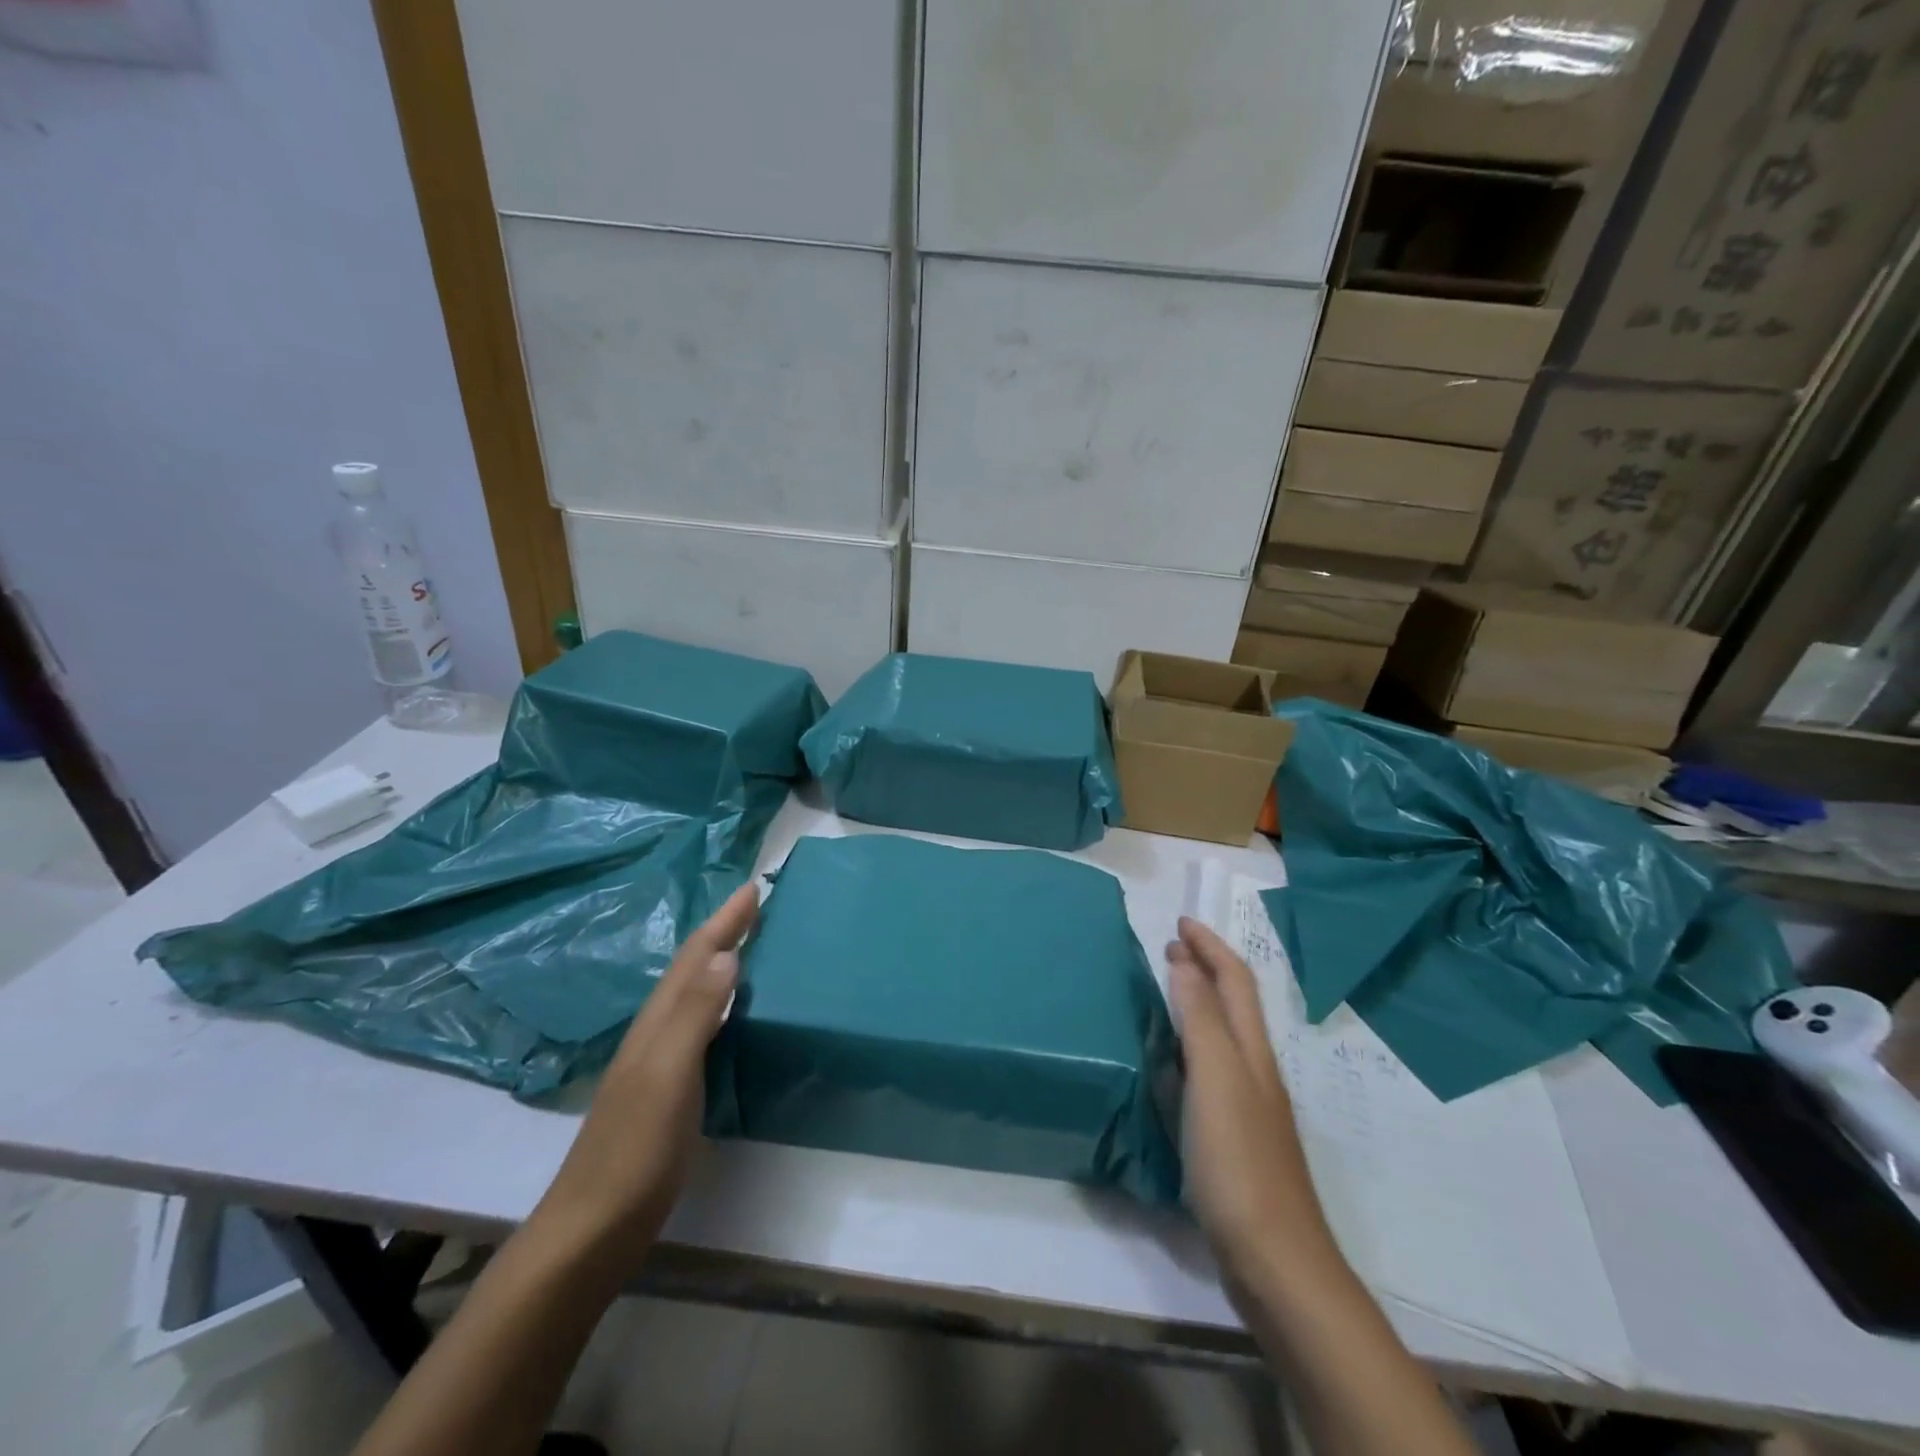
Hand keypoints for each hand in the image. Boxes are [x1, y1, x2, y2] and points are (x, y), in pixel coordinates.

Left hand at [530, 884, 755, 1278]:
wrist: (593, 1228)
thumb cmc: (635, 1148)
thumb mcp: (668, 1074)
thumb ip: (695, 1014)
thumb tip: (727, 953)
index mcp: (657, 1021)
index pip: (695, 957)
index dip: (724, 921)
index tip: (753, 888)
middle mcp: (656, 1032)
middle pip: (692, 968)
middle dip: (724, 933)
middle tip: (757, 907)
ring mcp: (660, 1062)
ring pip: (695, 994)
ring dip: (721, 963)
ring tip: (752, 945)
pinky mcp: (669, 1089)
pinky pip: (701, 1026)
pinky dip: (720, 1003)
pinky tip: (733, 1014)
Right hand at [1166, 917, 1343, 1296]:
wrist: (1275, 1260)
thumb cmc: (1239, 1160)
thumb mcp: (1216, 1078)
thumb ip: (1201, 1017)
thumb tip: (1185, 962)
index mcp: (1250, 1051)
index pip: (1234, 980)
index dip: (1210, 946)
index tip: (1179, 922)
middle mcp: (1253, 1070)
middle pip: (1233, 1004)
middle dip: (1204, 968)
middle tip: (1168, 949)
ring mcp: (1245, 1106)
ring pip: (1221, 1036)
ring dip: (1196, 1003)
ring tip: (1163, 992)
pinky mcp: (1231, 1137)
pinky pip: (1207, 1070)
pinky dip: (1188, 1047)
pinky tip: (1166, 1064)